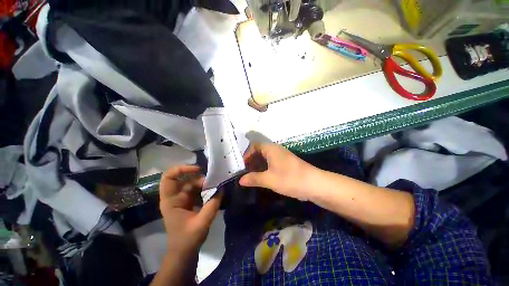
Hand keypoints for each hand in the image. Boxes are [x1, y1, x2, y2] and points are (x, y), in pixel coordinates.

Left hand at [159, 165, 221, 258]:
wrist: (184, 253)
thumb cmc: (187, 240)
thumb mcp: (202, 222)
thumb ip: (213, 205)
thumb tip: (222, 189)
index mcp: (171, 201)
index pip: (169, 177)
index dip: (182, 169)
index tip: (198, 169)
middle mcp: (175, 197)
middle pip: (185, 179)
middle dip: (200, 178)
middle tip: (213, 182)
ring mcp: (182, 199)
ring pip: (193, 184)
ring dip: (205, 184)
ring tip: (216, 187)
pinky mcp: (189, 202)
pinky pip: (198, 190)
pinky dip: (206, 189)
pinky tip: (215, 192)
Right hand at [239, 143, 316, 200]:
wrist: (314, 184)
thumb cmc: (290, 178)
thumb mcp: (269, 179)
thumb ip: (254, 179)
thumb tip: (240, 180)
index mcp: (271, 149)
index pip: (255, 145)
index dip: (247, 154)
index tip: (244, 165)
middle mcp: (276, 150)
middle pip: (260, 151)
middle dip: (252, 160)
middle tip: (247, 172)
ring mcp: (282, 156)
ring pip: (266, 157)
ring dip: (259, 165)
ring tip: (253, 176)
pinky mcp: (287, 163)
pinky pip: (272, 162)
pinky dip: (266, 168)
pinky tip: (264, 177)